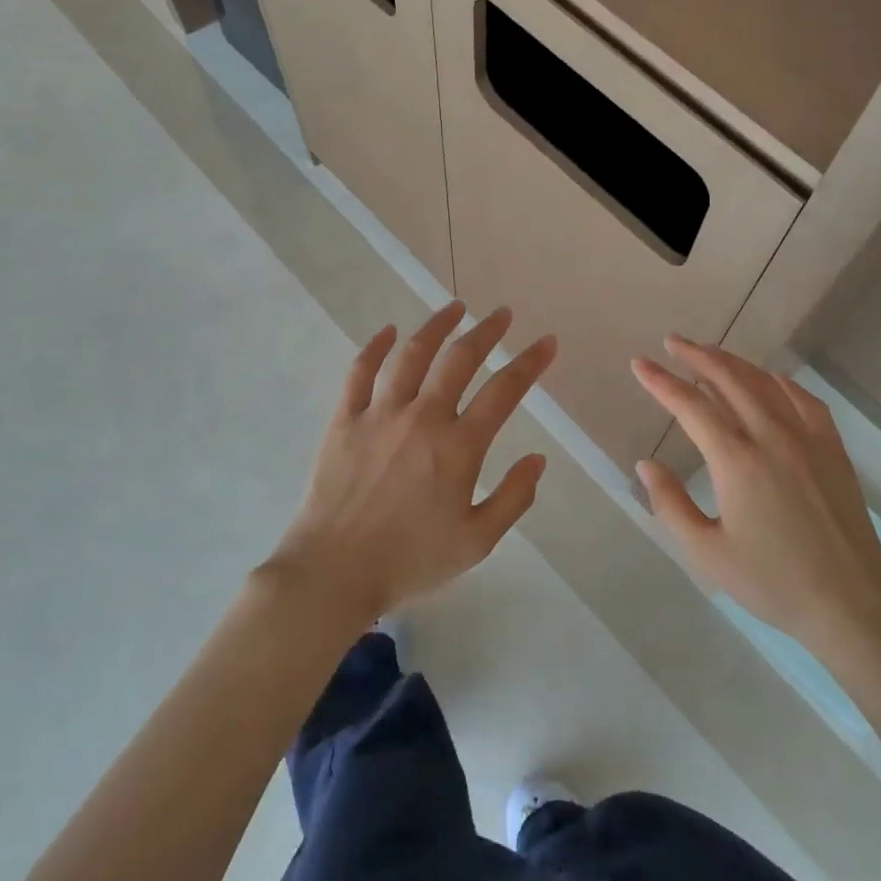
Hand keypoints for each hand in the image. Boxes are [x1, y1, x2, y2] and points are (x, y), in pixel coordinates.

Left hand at [267, 302, 556, 622]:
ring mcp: (379, 414)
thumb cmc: (410, 561)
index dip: (530, 362)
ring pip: (411, 354)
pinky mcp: (345, 420)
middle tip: (502, 314)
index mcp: (458, 447)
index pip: (504, 391)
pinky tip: (388, 331)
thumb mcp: (477, 542)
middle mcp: (422, 418)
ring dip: (437, 326)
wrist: (334, 572)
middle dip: (486, 331)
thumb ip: (514, 498)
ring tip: (455, 307)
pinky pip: (360, 372)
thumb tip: (538, 458)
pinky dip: (375, 346)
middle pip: (459, 359)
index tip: (546, 342)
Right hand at [631, 337, 880, 661]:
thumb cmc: (771, 582)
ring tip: (710, 353)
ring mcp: (807, 439)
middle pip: (728, 380)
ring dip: (733, 362)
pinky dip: (779, 382)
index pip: (690, 406)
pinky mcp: (833, 448)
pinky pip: (804, 399)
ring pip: (765, 383)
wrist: (850, 602)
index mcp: (736, 461)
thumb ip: (670, 505)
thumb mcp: (707, 553)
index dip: (660, 382)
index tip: (639, 364)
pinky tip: (769, 379)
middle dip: (697, 356)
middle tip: (673, 342)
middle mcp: (771, 437)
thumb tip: (646, 464)